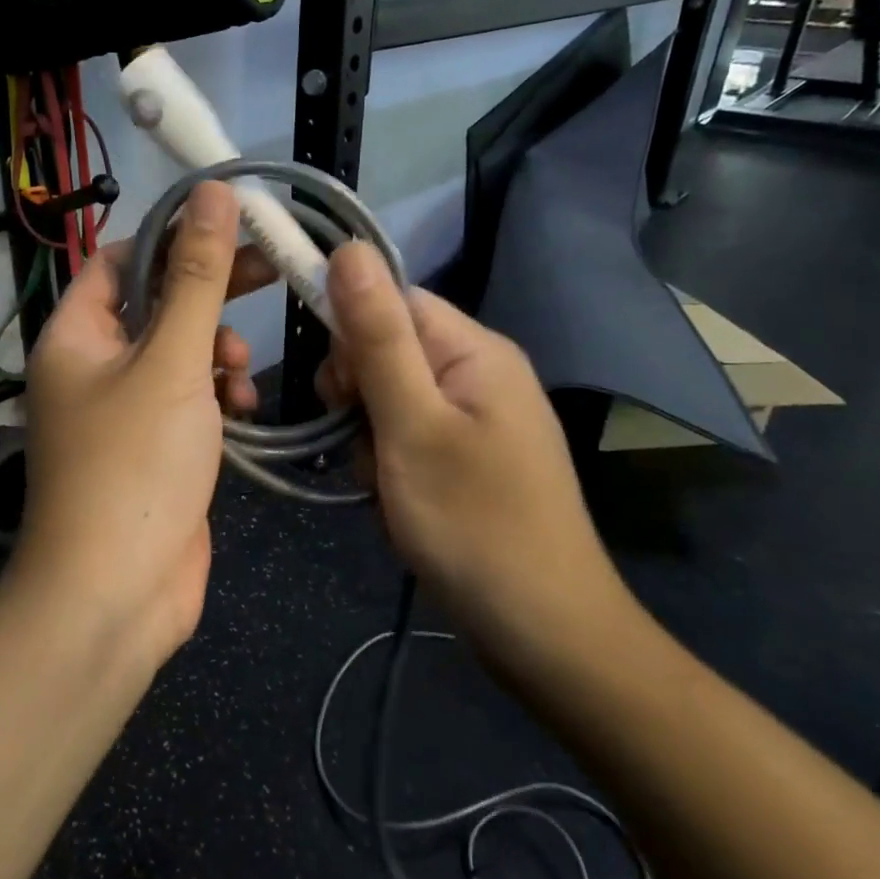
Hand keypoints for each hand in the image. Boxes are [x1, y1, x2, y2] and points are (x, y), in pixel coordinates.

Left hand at [14, 183, 267, 663]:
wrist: (117, 594)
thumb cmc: (135, 466)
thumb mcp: (173, 362)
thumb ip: (197, 277)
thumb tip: (213, 194)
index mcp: (76, 335)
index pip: (120, 259)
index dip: (172, 237)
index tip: (233, 227)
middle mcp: (93, 367)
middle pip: (156, 305)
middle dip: (208, 293)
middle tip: (268, 273)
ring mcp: (125, 412)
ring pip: (179, 354)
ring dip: (216, 351)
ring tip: (240, 371)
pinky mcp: (156, 449)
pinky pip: (190, 400)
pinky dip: (218, 396)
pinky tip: (244, 409)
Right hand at [319, 243, 632, 659]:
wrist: (543, 630)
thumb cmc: (474, 523)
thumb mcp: (412, 425)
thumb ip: (378, 337)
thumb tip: (348, 248)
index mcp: (475, 350)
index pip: (393, 300)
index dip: (352, 335)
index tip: (336, 392)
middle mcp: (480, 372)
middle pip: (389, 349)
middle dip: (359, 395)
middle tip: (365, 445)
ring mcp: (478, 418)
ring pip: (392, 398)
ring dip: (370, 436)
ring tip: (384, 484)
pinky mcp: (470, 457)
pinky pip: (410, 435)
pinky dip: (390, 463)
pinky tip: (397, 500)